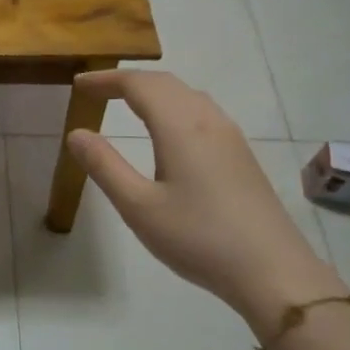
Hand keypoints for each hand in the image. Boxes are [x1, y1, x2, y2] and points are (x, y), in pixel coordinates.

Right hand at [68, 70, 349, 337]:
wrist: (273, 271)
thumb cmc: (198, 238)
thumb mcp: (138, 206)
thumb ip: (104, 166)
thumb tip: (75, 133)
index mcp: (180, 126)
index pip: (138, 85)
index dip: (106, 79)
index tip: (78, 83)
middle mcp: (208, 120)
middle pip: (165, 83)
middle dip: (128, 81)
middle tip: (96, 90)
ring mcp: (230, 137)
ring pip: (187, 95)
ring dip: (154, 91)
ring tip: (126, 103)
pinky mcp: (241, 155)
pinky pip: (202, 111)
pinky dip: (174, 106)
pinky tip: (168, 131)